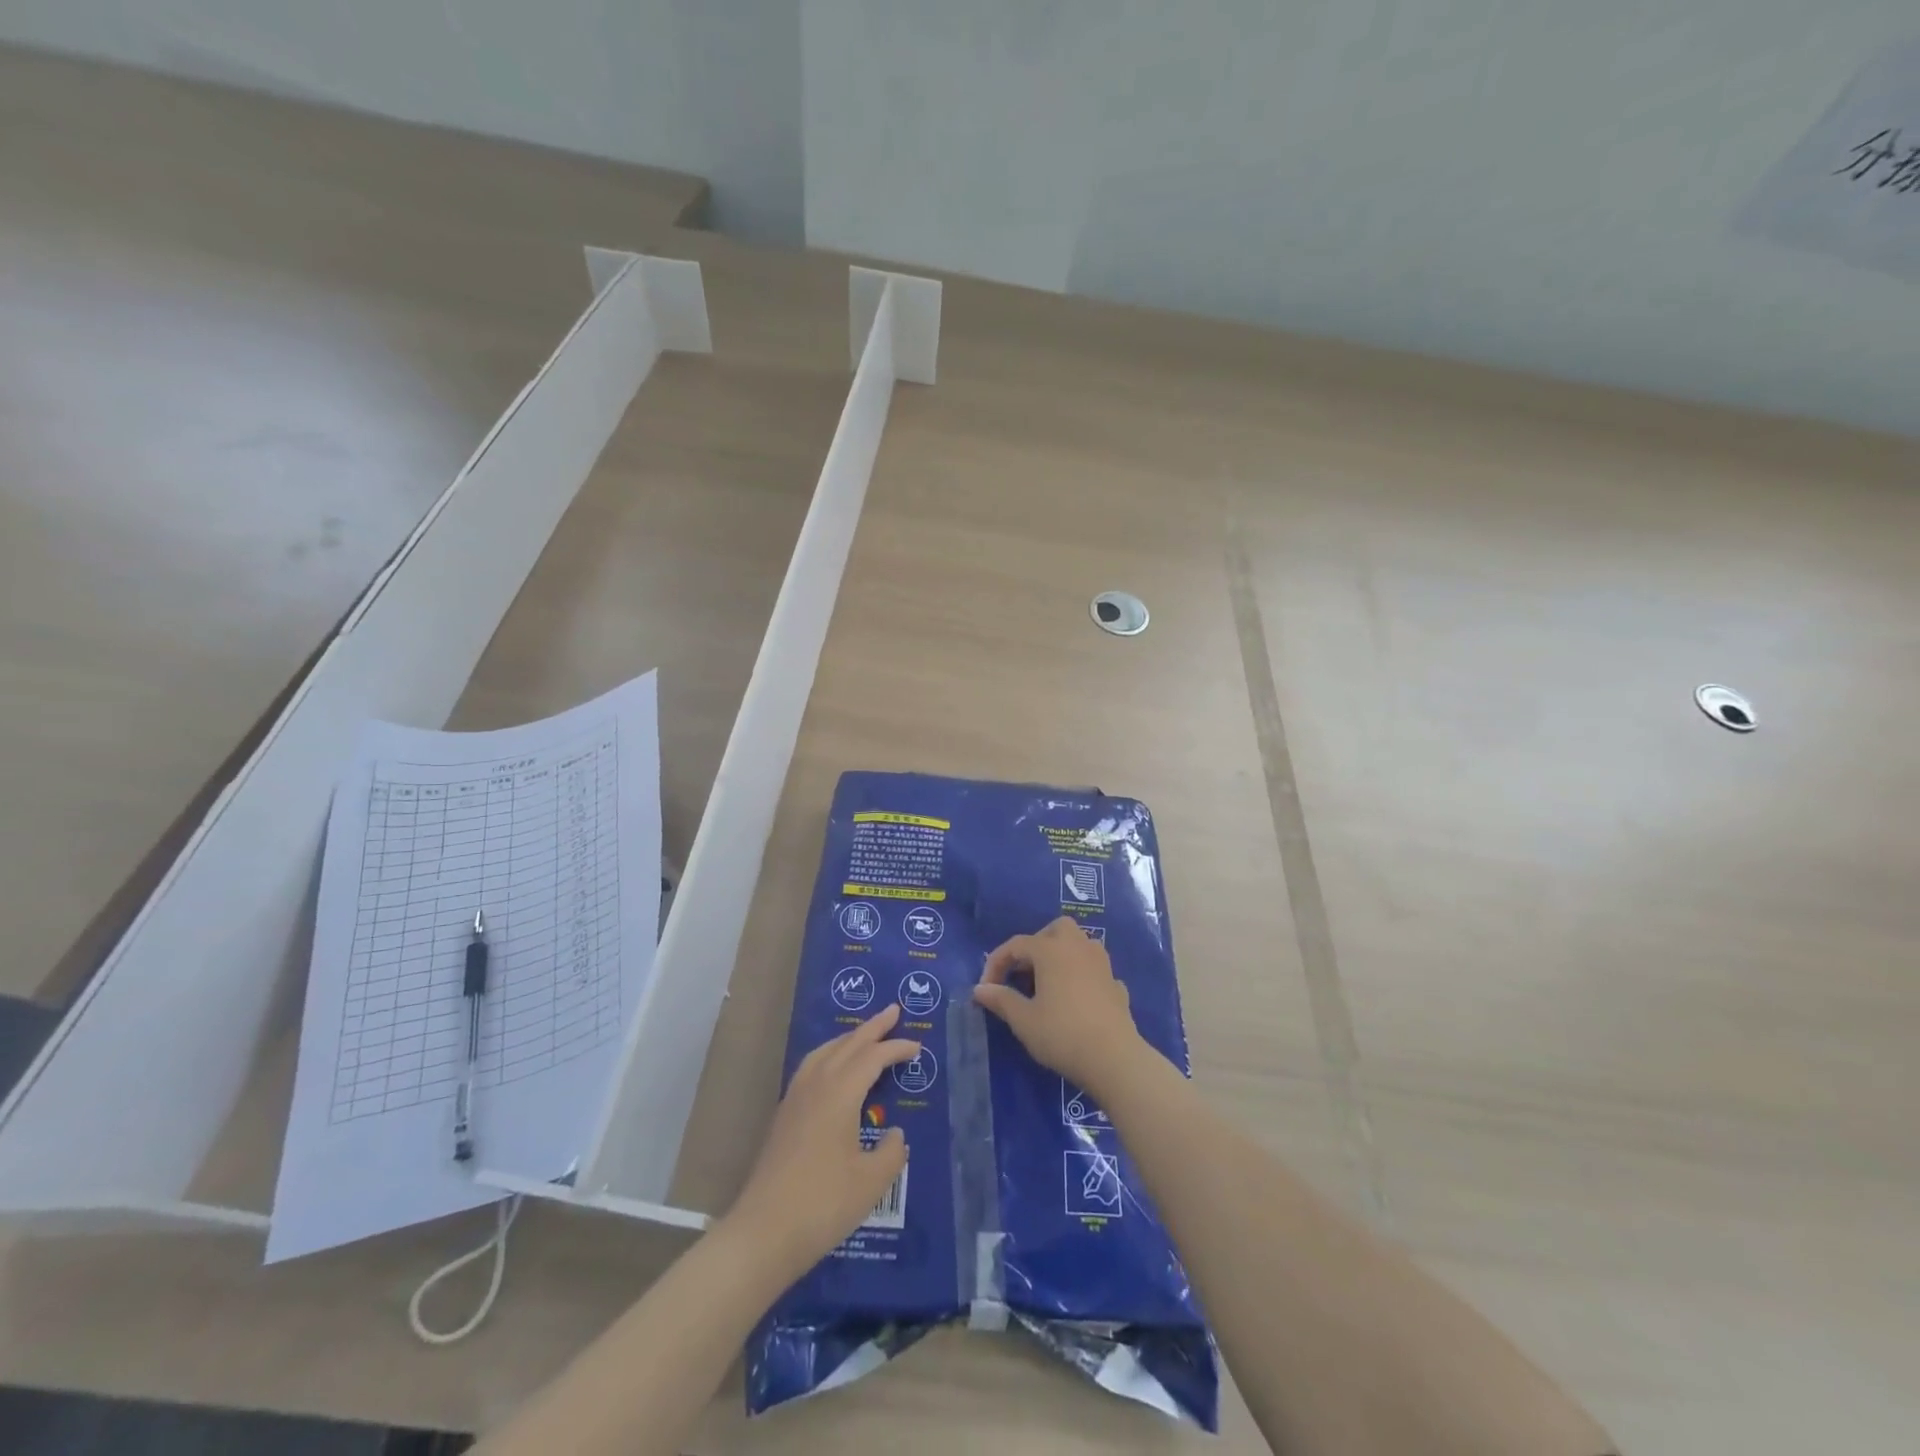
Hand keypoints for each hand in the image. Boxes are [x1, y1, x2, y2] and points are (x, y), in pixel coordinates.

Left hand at [725, 1004, 916, 1280]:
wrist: (762, 1233)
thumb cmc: (823, 1204)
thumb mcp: (871, 1182)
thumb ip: (891, 1152)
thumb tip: (895, 1134)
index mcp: (840, 1093)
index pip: (873, 1058)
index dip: (896, 1048)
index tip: (916, 1045)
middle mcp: (816, 1085)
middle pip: (847, 1045)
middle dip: (872, 1027)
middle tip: (892, 1011)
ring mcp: (795, 1099)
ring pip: (825, 1052)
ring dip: (847, 1039)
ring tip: (864, 1035)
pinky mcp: (783, 1116)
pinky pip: (811, 1068)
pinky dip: (829, 1056)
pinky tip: (832, 1070)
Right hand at [973, 916, 1155, 1102]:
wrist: (1114, 1058)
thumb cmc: (1062, 1034)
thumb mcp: (1024, 1020)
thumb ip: (1001, 1000)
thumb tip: (980, 989)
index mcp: (1051, 950)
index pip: (1016, 944)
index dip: (996, 963)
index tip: (986, 988)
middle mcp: (1078, 947)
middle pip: (1056, 929)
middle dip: (1036, 944)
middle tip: (1023, 973)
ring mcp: (1102, 964)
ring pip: (1080, 944)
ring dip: (1062, 955)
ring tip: (1048, 982)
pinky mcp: (1116, 984)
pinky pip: (1094, 969)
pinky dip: (1081, 976)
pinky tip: (1075, 999)